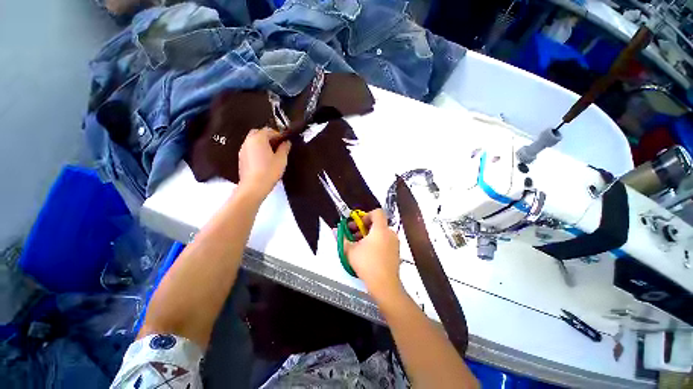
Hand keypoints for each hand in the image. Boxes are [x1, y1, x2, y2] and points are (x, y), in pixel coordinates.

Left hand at [238, 128, 290, 199]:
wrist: (254, 186)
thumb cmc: (269, 172)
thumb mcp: (282, 159)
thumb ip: (285, 148)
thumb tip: (287, 142)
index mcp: (258, 138)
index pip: (269, 130)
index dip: (279, 135)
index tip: (285, 142)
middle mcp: (248, 141)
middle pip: (259, 133)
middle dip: (269, 137)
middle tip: (278, 146)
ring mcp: (243, 149)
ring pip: (254, 141)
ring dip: (263, 144)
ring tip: (272, 154)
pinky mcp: (242, 158)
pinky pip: (250, 149)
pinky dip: (257, 150)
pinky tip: (265, 160)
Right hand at [343, 209, 403, 302]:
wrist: (385, 285)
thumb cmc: (367, 264)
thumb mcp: (351, 250)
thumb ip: (342, 238)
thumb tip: (335, 231)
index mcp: (381, 229)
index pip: (377, 212)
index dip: (366, 215)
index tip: (357, 225)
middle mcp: (390, 233)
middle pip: (377, 223)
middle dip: (363, 227)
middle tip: (353, 235)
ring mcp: (394, 243)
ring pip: (380, 233)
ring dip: (369, 235)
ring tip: (358, 245)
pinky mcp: (396, 252)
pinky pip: (385, 241)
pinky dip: (376, 242)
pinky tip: (367, 252)